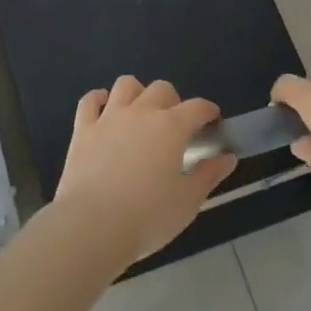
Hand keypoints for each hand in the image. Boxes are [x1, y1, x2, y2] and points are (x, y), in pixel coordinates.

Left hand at [52, 77, 236, 265]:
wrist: (93, 225)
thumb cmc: (147, 217)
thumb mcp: (188, 202)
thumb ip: (209, 176)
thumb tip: (227, 158)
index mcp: (171, 127)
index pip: (197, 107)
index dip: (208, 110)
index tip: (212, 120)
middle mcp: (141, 112)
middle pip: (161, 88)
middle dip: (173, 101)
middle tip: (175, 125)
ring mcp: (109, 117)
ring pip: (126, 85)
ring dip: (137, 93)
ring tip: (140, 111)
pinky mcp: (83, 129)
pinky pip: (90, 101)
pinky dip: (98, 99)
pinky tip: (103, 107)